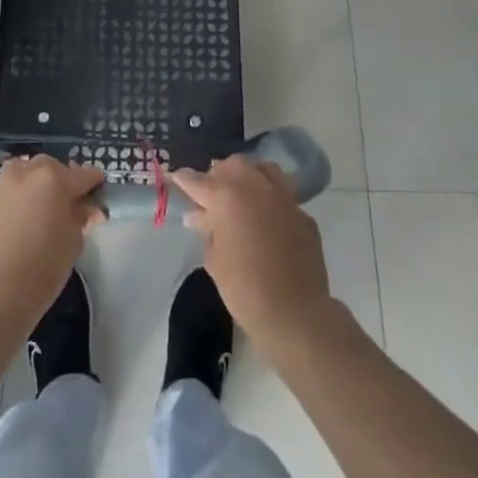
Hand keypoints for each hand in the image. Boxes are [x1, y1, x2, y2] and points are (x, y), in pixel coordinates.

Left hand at [0, 156, 104, 331]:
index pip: (83, 175)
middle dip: (58, 178)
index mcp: (56, 179)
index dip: (93, 184)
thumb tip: (85, 209)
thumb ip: (79, 218)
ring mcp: (0, 186)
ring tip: (31, 199)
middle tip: (64, 201)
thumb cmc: (46, 266)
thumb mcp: (74, 242)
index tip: (98, 192)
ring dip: (27, 179)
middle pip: (48, 166)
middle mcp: (27, 173)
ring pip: (17, 169)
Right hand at [169, 155, 333, 342]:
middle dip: (219, 174)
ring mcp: (283, 197)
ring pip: (263, 169)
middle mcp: (255, 187)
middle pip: (233, 165)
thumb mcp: (214, 260)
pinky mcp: (303, 214)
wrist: (295, 313)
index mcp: (226, 197)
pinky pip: (283, 196)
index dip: (182, 179)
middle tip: (211, 195)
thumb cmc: (244, 288)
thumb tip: (202, 217)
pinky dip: (271, 201)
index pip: (197, 180)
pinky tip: (267, 220)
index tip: (174, 177)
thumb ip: (208, 230)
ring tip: (241, 196)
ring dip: (249, 177)